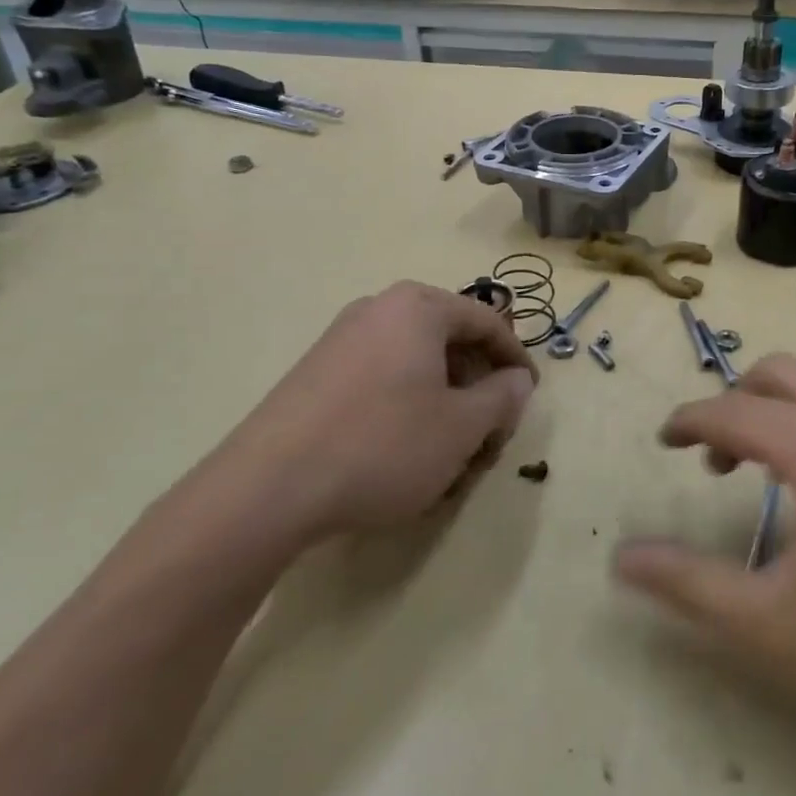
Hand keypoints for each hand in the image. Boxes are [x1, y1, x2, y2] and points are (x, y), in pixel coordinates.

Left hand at [206, 281, 536, 547]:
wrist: (267, 488)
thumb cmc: (383, 444)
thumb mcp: (462, 426)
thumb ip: (502, 397)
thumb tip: (516, 380)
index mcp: (418, 307)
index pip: (487, 322)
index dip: (516, 359)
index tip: (528, 396)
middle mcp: (378, 309)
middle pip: (449, 340)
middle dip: (477, 386)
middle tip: (489, 431)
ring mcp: (341, 339)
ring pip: (415, 363)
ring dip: (443, 401)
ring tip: (450, 449)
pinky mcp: (315, 373)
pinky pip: (381, 378)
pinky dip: (406, 406)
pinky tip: (404, 451)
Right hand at [614, 353, 795, 783]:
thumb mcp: (773, 629)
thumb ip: (689, 583)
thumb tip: (621, 557)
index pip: (735, 410)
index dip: (690, 421)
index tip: (664, 441)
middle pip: (782, 370)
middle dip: (738, 399)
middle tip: (716, 457)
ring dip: (787, 394)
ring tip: (770, 451)